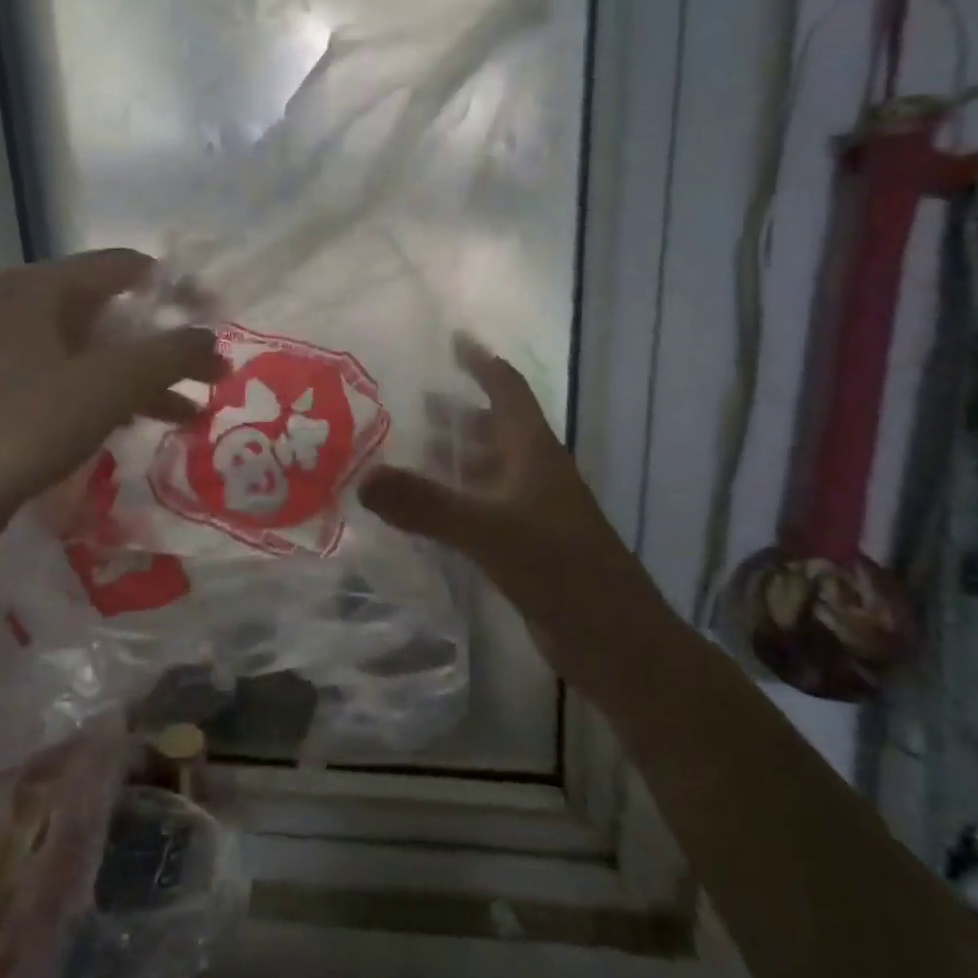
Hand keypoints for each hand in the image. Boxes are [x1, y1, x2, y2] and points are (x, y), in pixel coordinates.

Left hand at [0, 250, 224, 562]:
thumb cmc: (21, 428)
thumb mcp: (107, 386)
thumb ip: (169, 355)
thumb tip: (213, 339)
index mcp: (44, 288)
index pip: (130, 267)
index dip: (182, 291)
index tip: (220, 323)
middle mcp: (25, 308)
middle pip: (116, 311)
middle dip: (169, 344)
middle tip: (213, 374)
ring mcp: (11, 352)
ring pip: (98, 352)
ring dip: (147, 378)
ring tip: (192, 412)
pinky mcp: (6, 393)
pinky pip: (75, 383)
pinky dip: (113, 399)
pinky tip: (142, 426)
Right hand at [358, 334, 618, 604]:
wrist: (614, 639)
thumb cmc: (559, 567)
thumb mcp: (488, 530)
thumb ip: (426, 504)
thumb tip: (363, 478)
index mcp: (533, 450)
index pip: (507, 388)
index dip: (481, 361)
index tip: (452, 338)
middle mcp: (533, 471)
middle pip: (494, 426)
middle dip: (456, 409)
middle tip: (409, 398)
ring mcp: (531, 509)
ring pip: (487, 467)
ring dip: (454, 453)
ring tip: (408, 447)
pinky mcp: (524, 543)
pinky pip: (482, 505)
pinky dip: (455, 496)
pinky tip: (425, 508)